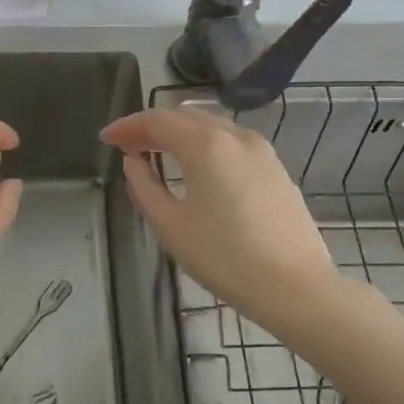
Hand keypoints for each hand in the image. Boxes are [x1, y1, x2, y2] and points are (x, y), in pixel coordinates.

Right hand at [102, 107, 341, 334]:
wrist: (296, 287)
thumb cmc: (225, 257)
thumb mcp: (171, 225)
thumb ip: (144, 186)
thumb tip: (134, 162)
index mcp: (206, 144)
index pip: (157, 120)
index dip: (127, 127)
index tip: (106, 139)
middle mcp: (235, 135)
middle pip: (185, 116)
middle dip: (151, 126)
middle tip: (126, 145)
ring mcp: (261, 150)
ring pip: (211, 126)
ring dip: (179, 133)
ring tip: (156, 153)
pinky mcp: (276, 168)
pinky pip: (230, 142)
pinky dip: (204, 144)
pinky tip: (194, 166)